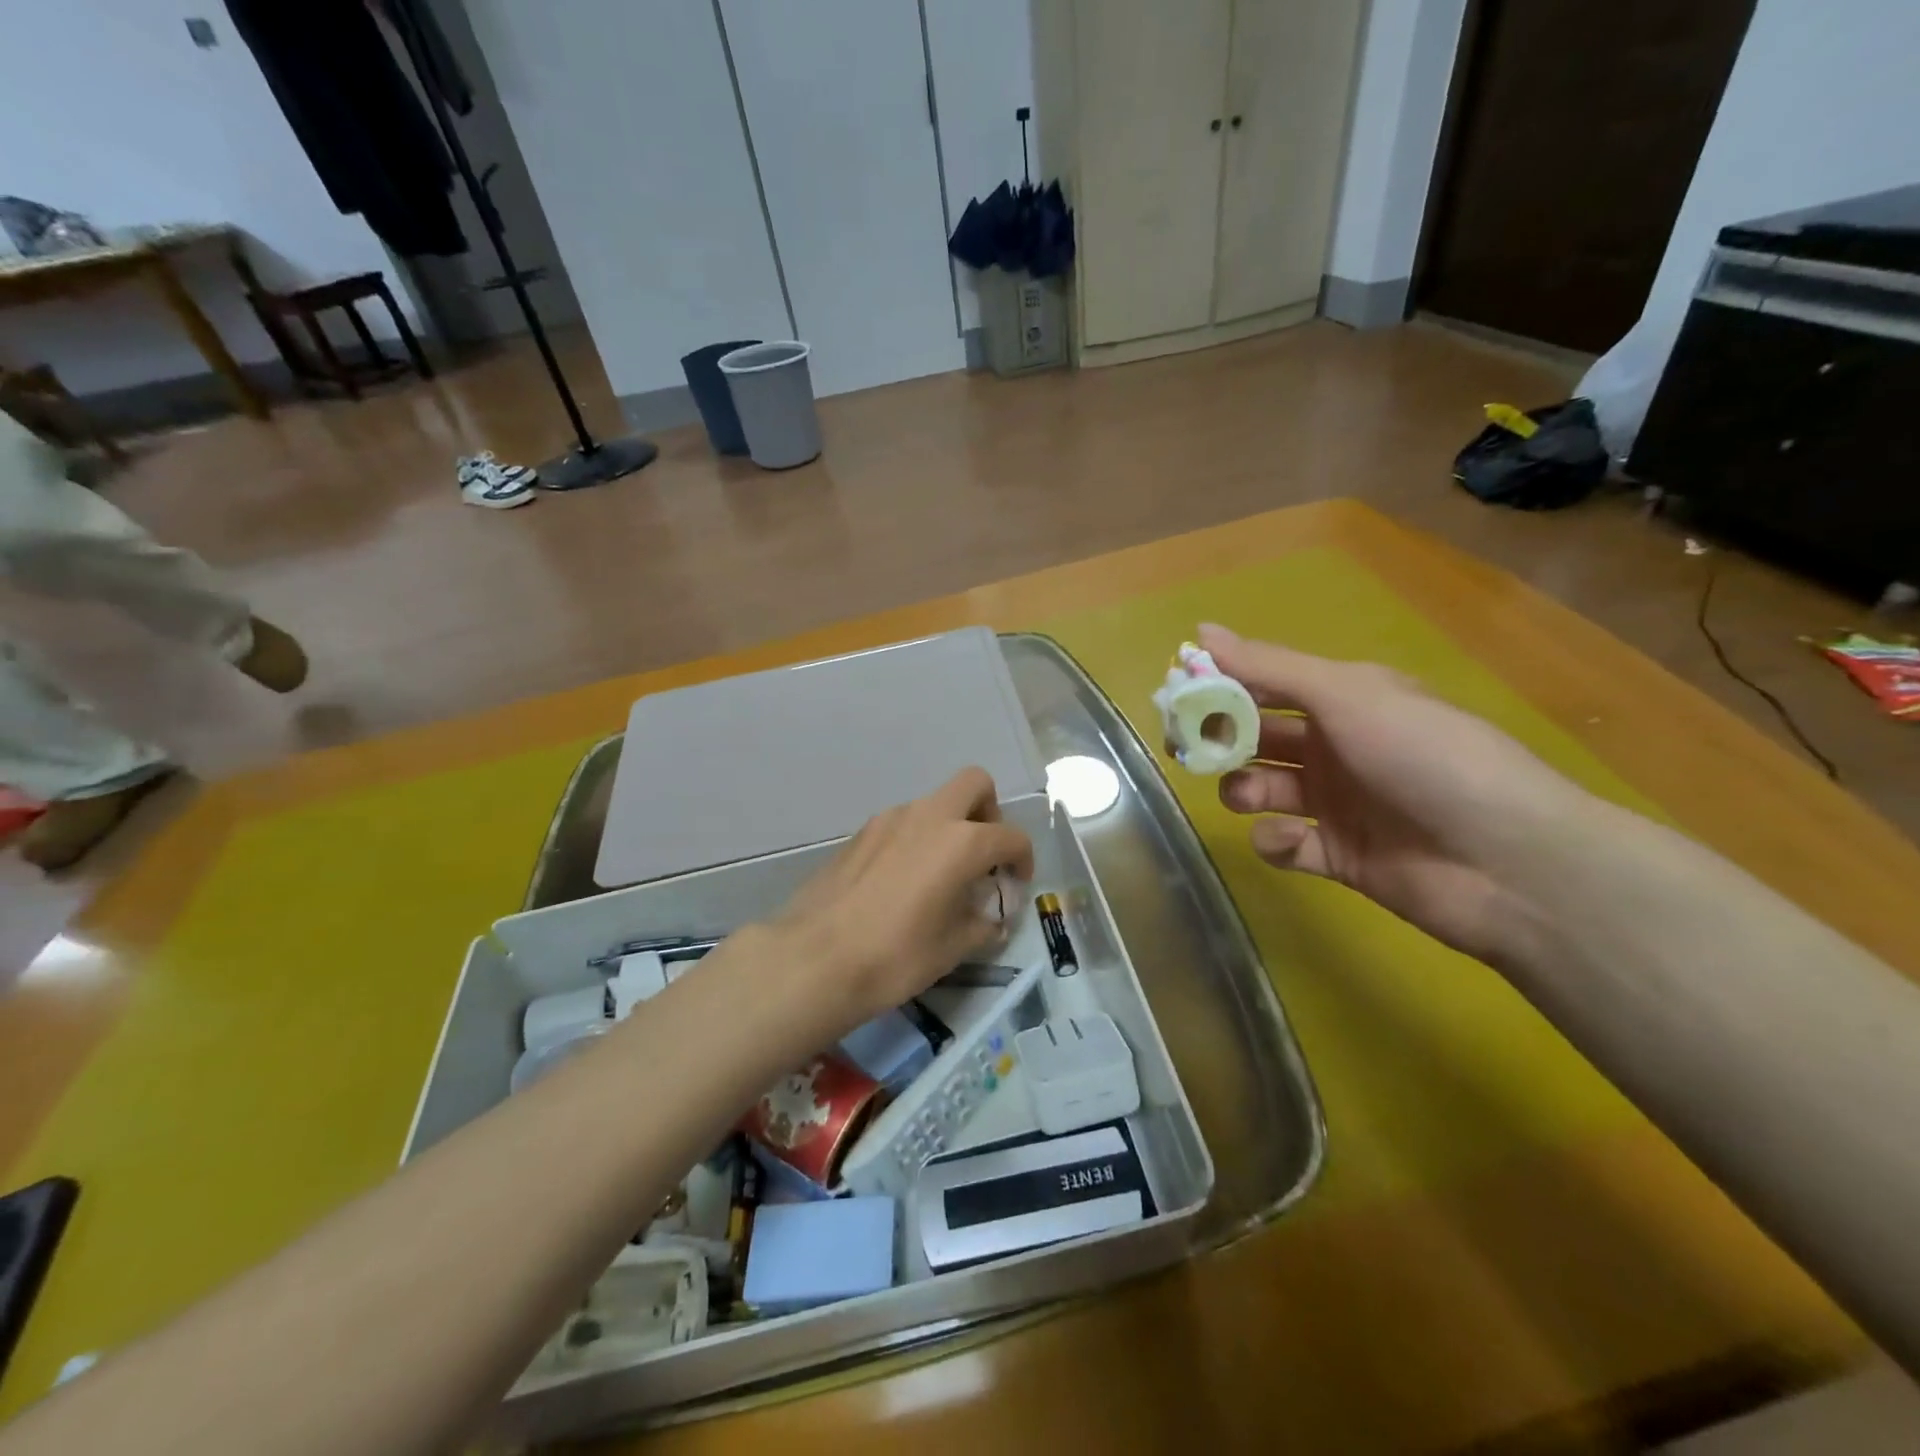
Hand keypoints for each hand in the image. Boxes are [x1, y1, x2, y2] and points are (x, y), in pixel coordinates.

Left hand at [767, 767, 1034, 1034]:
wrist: (814, 959)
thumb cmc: (895, 956)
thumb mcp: (953, 948)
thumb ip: (982, 923)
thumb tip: (990, 917)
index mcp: (961, 841)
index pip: (1011, 837)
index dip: (1022, 860)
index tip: (1014, 886)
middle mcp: (928, 817)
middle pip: (974, 785)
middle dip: (988, 813)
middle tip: (981, 856)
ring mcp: (889, 819)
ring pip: (934, 804)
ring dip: (949, 827)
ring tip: (940, 876)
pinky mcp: (860, 833)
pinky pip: (902, 823)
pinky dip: (916, 840)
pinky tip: (903, 882)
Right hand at [1199, 623, 1585, 964]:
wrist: (1505, 860)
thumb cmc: (1424, 756)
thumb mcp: (1347, 695)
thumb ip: (1269, 667)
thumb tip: (1200, 631)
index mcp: (1343, 701)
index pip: (1266, 685)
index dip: (1222, 685)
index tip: (1178, 692)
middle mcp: (1335, 747)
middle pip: (1257, 738)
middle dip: (1221, 740)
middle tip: (1190, 748)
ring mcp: (1336, 803)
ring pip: (1263, 789)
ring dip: (1243, 788)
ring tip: (1247, 794)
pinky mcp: (1337, 855)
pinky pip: (1285, 843)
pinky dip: (1278, 841)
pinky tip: (1294, 840)